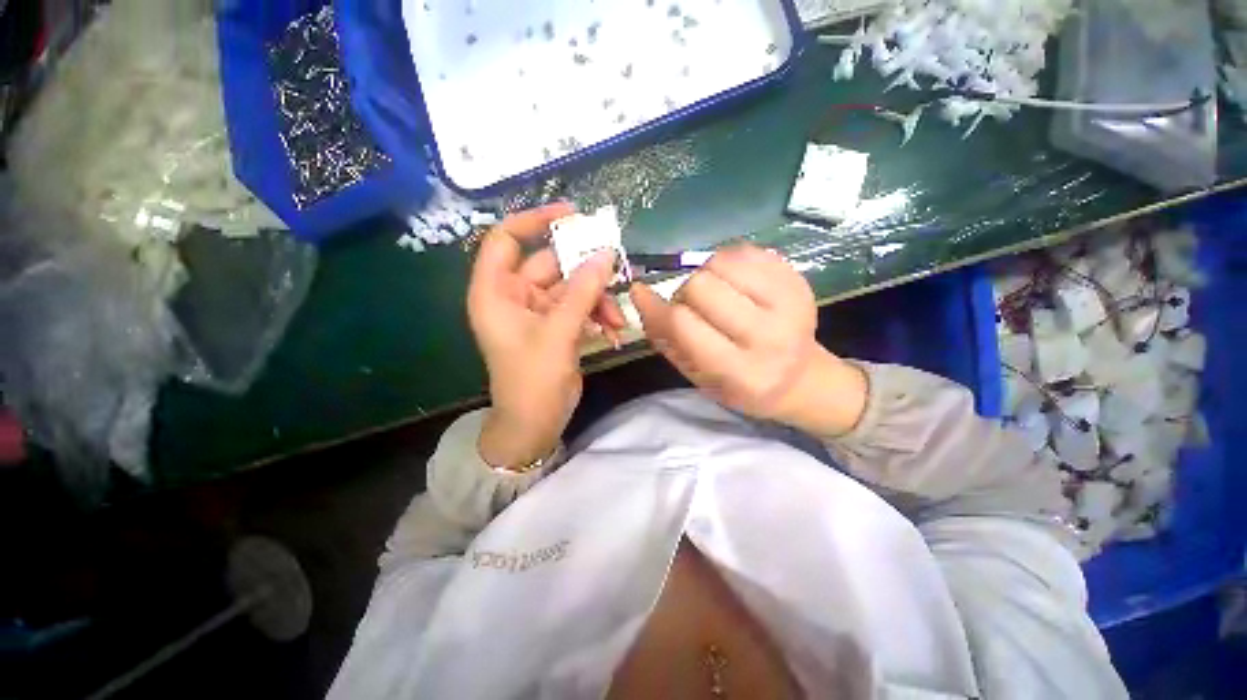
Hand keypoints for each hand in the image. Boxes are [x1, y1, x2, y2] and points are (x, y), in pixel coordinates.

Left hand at [467, 203, 625, 469]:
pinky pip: (580, 307)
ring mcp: (538, 311)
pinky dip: (598, 314)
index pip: (506, 239)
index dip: (534, 221)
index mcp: (496, 292)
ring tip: (617, 318)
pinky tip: (614, 330)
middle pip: (551, 264)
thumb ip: (582, 292)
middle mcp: (515, 296)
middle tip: (618, 269)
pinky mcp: (557, 326)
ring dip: (598, 298)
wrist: (535, 424)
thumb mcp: (558, 333)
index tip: (572, 216)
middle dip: (586, 270)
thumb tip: (606, 254)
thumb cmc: (533, 381)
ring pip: (572, 287)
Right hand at [630, 245, 867, 436]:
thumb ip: (665, 339)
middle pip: (701, 286)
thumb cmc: (739, 384)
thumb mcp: (697, 376)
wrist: (799, 378)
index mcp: (741, 371)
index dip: (656, 307)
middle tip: (691, 306)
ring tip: (714, 294)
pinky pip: (744, 251)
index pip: (684, 324)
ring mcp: (790, 302)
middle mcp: (769, 336)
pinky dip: (727, 262)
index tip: (641, 294)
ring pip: (720, 261)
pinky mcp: (797, 279)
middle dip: (684, 294)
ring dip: (705, 275)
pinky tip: (733, 283)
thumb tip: (640, 295)